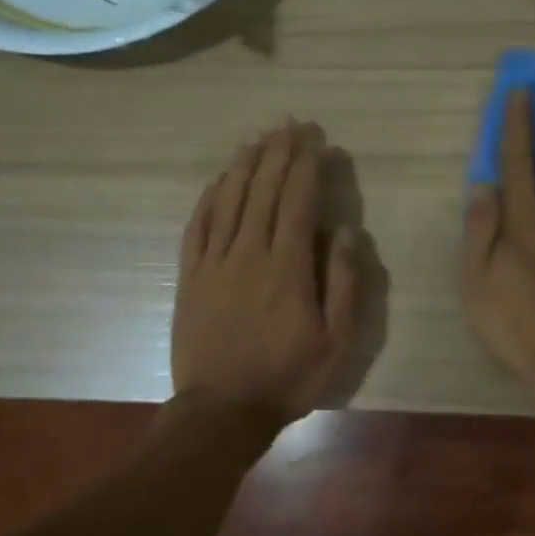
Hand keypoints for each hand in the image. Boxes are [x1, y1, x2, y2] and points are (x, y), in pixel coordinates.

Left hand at [173, 121, 361, 428]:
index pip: (297, 200)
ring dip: (244, 165)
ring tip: (256, 139)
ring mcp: (214, 263)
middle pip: (262, 190)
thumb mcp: (337, 341)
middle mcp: (248, 253)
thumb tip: (344, 231)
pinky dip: (209, 198)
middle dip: (278, 153)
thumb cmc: (288, 377)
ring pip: (228, 201)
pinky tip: (217, 181)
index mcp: (287, 266)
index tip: (315, 139)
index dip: (306, 165)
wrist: (221, 411)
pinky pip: (198, 227)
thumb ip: (344, 283)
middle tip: (289, 124)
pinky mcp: (190, 277)